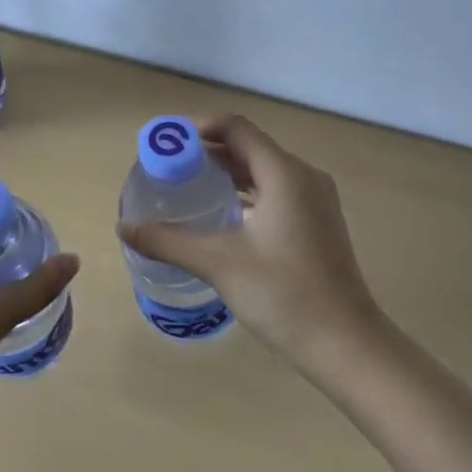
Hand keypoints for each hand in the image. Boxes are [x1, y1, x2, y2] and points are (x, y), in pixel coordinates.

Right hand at [118, 115, 383, 370]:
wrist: (346, 344)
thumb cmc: (284, 295)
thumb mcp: (219, 263)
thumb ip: (169, 241)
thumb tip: (124, 228)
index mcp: (284, 173)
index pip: (236, 128)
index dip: (198, 127)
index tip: (166, 141)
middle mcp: (303, 175)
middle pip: (249, 146)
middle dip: (207, 150)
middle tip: (168, 165)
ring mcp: (315, 199)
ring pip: (263, 169)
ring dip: (227, 171)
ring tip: (188, 185)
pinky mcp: (318, 221)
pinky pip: (276, 189)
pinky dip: (246, 190)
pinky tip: (222, 213)